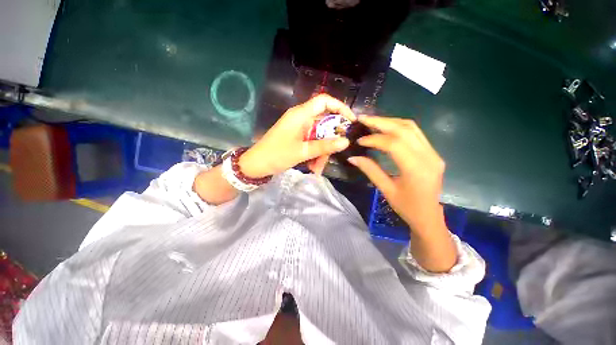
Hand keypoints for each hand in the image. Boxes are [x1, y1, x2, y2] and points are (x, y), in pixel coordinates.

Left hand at [239, 94, 355, 177]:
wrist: (256, 164)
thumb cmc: (276, 155)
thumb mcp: (303, 152)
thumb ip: (324, 146)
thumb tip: (346, 142)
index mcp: (300, 114)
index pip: (324, 101)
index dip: (340, 107)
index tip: (350, 121)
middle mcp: (300, 118)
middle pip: (324, 123)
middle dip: (330, 140)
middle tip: (334, 154)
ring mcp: (298, 128)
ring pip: (318, 136)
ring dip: (321, 152)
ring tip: (317, 169)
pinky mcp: (296, 137)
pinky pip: (311, 142)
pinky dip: (314, 154)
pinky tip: (312, 167)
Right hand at [347, 116, 445, 233]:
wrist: (430, 215)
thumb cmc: (407, 207)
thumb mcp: (386, 190)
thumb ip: (370, 170)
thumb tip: (352, 157)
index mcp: (416, 169)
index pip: (394, 144)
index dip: (374, 139)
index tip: (359, 140)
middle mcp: (429, 156)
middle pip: (404, 129)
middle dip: (381, 122)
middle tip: (363, 119)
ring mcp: (433, 153)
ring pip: (411, 128)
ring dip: (390, 121)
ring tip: (372, 121)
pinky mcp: (432, 152)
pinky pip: (415, 133)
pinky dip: (398, 127)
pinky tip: (385, 128)